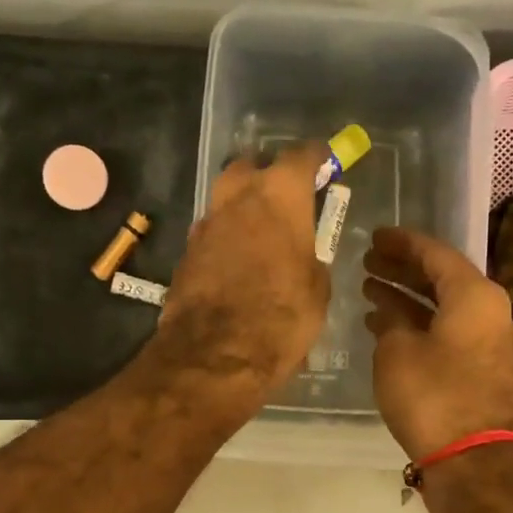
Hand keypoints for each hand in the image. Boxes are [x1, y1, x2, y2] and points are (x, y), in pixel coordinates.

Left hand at [152, 143, 329, 405]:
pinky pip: (213, 233)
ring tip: (262, 236)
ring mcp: (205, 224)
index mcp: (278, 196)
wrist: (214, 357)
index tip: (327, 165)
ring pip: (226, 199)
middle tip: (287, 200)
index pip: (301, 156)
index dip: (317, 159)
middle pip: (251, 168)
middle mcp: (237, 198)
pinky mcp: (186, 253)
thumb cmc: (281, 319)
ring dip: (244, 209)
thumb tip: (304, 254)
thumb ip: (312, 257)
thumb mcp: (317, 290)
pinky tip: (238, 265)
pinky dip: (227, 239)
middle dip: (269, 176)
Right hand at [363, 227, 512, 459]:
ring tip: (370, 293)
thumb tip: (390, 313)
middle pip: (442, 280)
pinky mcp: (483, 372)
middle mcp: (490, 313)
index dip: (402, 244)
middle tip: (368, 263)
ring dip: (408, 300)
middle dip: (403, 270)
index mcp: (475, 296)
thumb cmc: (433, 396)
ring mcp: (490, 344)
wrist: (473, 461)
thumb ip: (391, 321)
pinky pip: (448, 334)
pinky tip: (389, 330)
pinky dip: (420, 327)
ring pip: (444, 309)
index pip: (435, 254)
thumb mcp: (397, 351)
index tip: (375, 237)